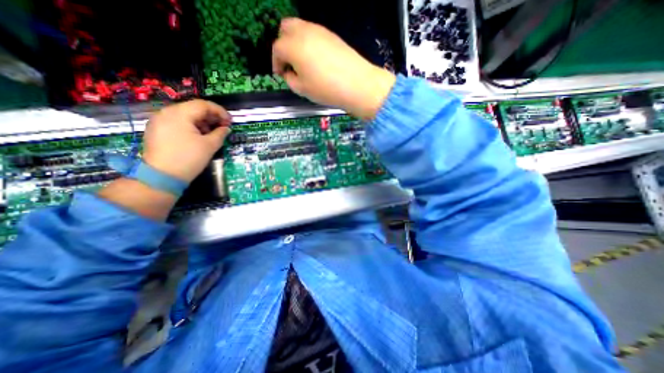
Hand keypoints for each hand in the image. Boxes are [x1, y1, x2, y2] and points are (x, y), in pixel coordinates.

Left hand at [141, 99, 230, 182]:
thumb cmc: (189, 158)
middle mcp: (166, 113)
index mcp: (179, 114)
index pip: (203, 105)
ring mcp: (159, 121)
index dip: (220, 111)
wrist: (162, 176)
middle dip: (211, 117)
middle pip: (194, 108)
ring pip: (186, 115)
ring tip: (212, 133)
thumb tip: (225, 128)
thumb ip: (220, 133)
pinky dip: (191, 126)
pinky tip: (199, 137)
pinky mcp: (157, 130)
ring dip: (202, 122)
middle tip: (223, 127)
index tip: (230, 121)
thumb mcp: (210, 145)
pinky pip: (178, 122)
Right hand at [273, 17, 396, 119]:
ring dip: (295, 42)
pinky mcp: (332, 35)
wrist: (357, 84)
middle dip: (283, 45)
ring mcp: (320, 31)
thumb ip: (290, 80)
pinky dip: (309, 43)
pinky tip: (316, 60)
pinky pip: (314, 34)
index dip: (275, 63)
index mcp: (293, 46)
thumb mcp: (303, 90)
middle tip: (289, 64)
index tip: (279, 74)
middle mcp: (304, 32)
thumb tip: (289, 73)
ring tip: (303, 63)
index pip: (277, 49)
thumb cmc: (326, 90)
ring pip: (300, 28)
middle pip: (285, 29)